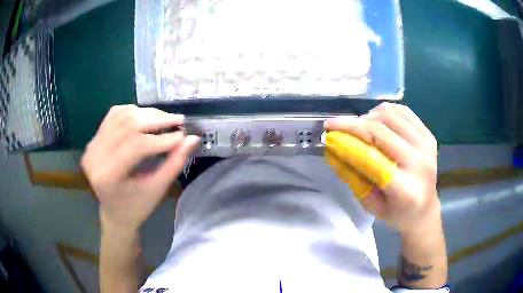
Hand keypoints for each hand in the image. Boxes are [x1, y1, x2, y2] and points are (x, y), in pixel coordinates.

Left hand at [81, 105, 199, 231]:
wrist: (114, 212)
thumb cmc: (136, 207)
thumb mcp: (157, 190)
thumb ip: (174, 163)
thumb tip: (193, 138)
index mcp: (108, 176)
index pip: (137, 146)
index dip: (162, 138)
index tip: (183, 135)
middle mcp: (95, 156)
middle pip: (128, 125)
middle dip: (157, 120)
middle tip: (178, 120)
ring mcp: (92, 144)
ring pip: (122, 116)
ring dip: (146, 114)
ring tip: (165, 118)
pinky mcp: (94, 139)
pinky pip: (114, 115)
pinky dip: (133, 111)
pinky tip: (146, 116)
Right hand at [325, 103, 439, 233]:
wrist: (425, 209)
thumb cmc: (396, 213)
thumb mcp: (371, 205)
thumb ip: (353, 178)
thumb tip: (334, 150)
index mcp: (405, 188)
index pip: (371, 156)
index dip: (348, 138)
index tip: (328, 130)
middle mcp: (419, 162)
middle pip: (381, 130)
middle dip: (353, 123)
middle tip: (336, 124)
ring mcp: (426, 145)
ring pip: (391, 115)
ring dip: (368, 116)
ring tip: (358, 126)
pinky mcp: (428, 135)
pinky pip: (403, 111)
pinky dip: (385, 111)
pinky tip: (376, 120)